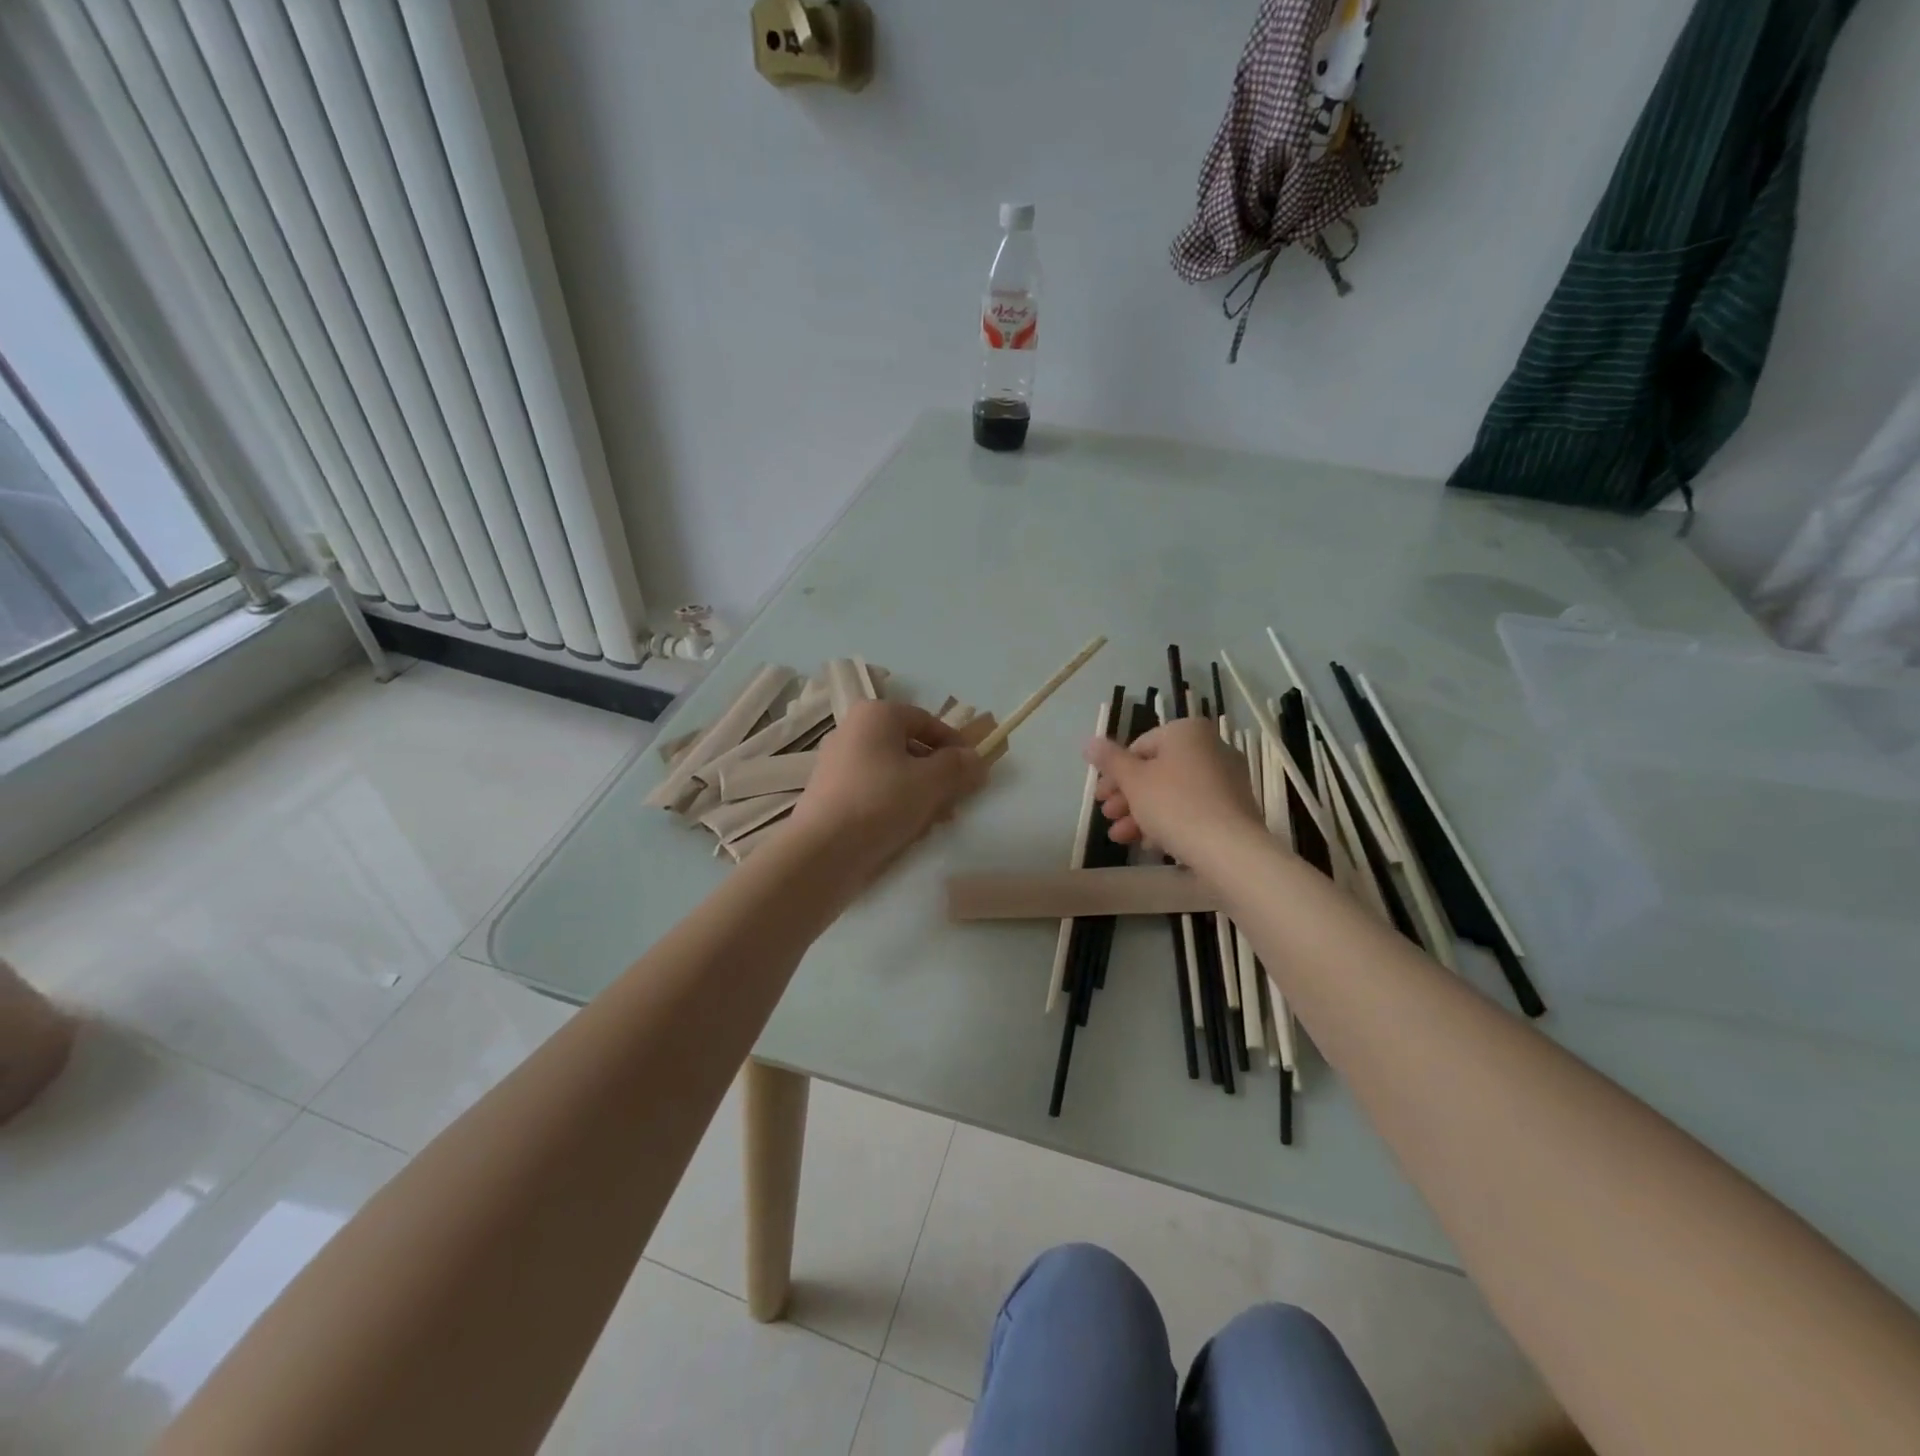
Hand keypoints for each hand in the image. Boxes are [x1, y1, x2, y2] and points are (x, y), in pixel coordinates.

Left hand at [789, 701, 988, 879]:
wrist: (822, 851)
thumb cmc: (881, 802)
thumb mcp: (931, 782)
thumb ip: (958, 766)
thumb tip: (975, 758)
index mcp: (876, 714)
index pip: (927, 721)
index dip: (955, 745)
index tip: (974, 771)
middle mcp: (852, 731)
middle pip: (909, 747)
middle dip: (937, 773)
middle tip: (957, 800)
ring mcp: (837, 763)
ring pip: (892, 771)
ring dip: (920, 792)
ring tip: (936, 821)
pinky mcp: (830, 793)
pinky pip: (873, 791)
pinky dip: (894, 804)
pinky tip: (907, 830)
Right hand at [1087, 717, 1261, 864]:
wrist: (1229, 849)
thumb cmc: (1174, 804)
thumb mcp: (1133, 781)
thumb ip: (1109, 760)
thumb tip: (1090, 742)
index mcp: (1187, 732)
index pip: (1139, 746)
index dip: (1114, 773)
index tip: (1100, 798)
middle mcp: (1211, 748)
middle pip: (1156, 771)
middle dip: (1127, 797)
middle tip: (1108, 817)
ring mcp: (1226, 778)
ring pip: (1172, 793)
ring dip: (1142, 814)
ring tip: (1120, 838)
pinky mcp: (1233, 808)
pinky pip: (1193, 809)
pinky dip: (1169, 822)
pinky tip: (1149, 845)